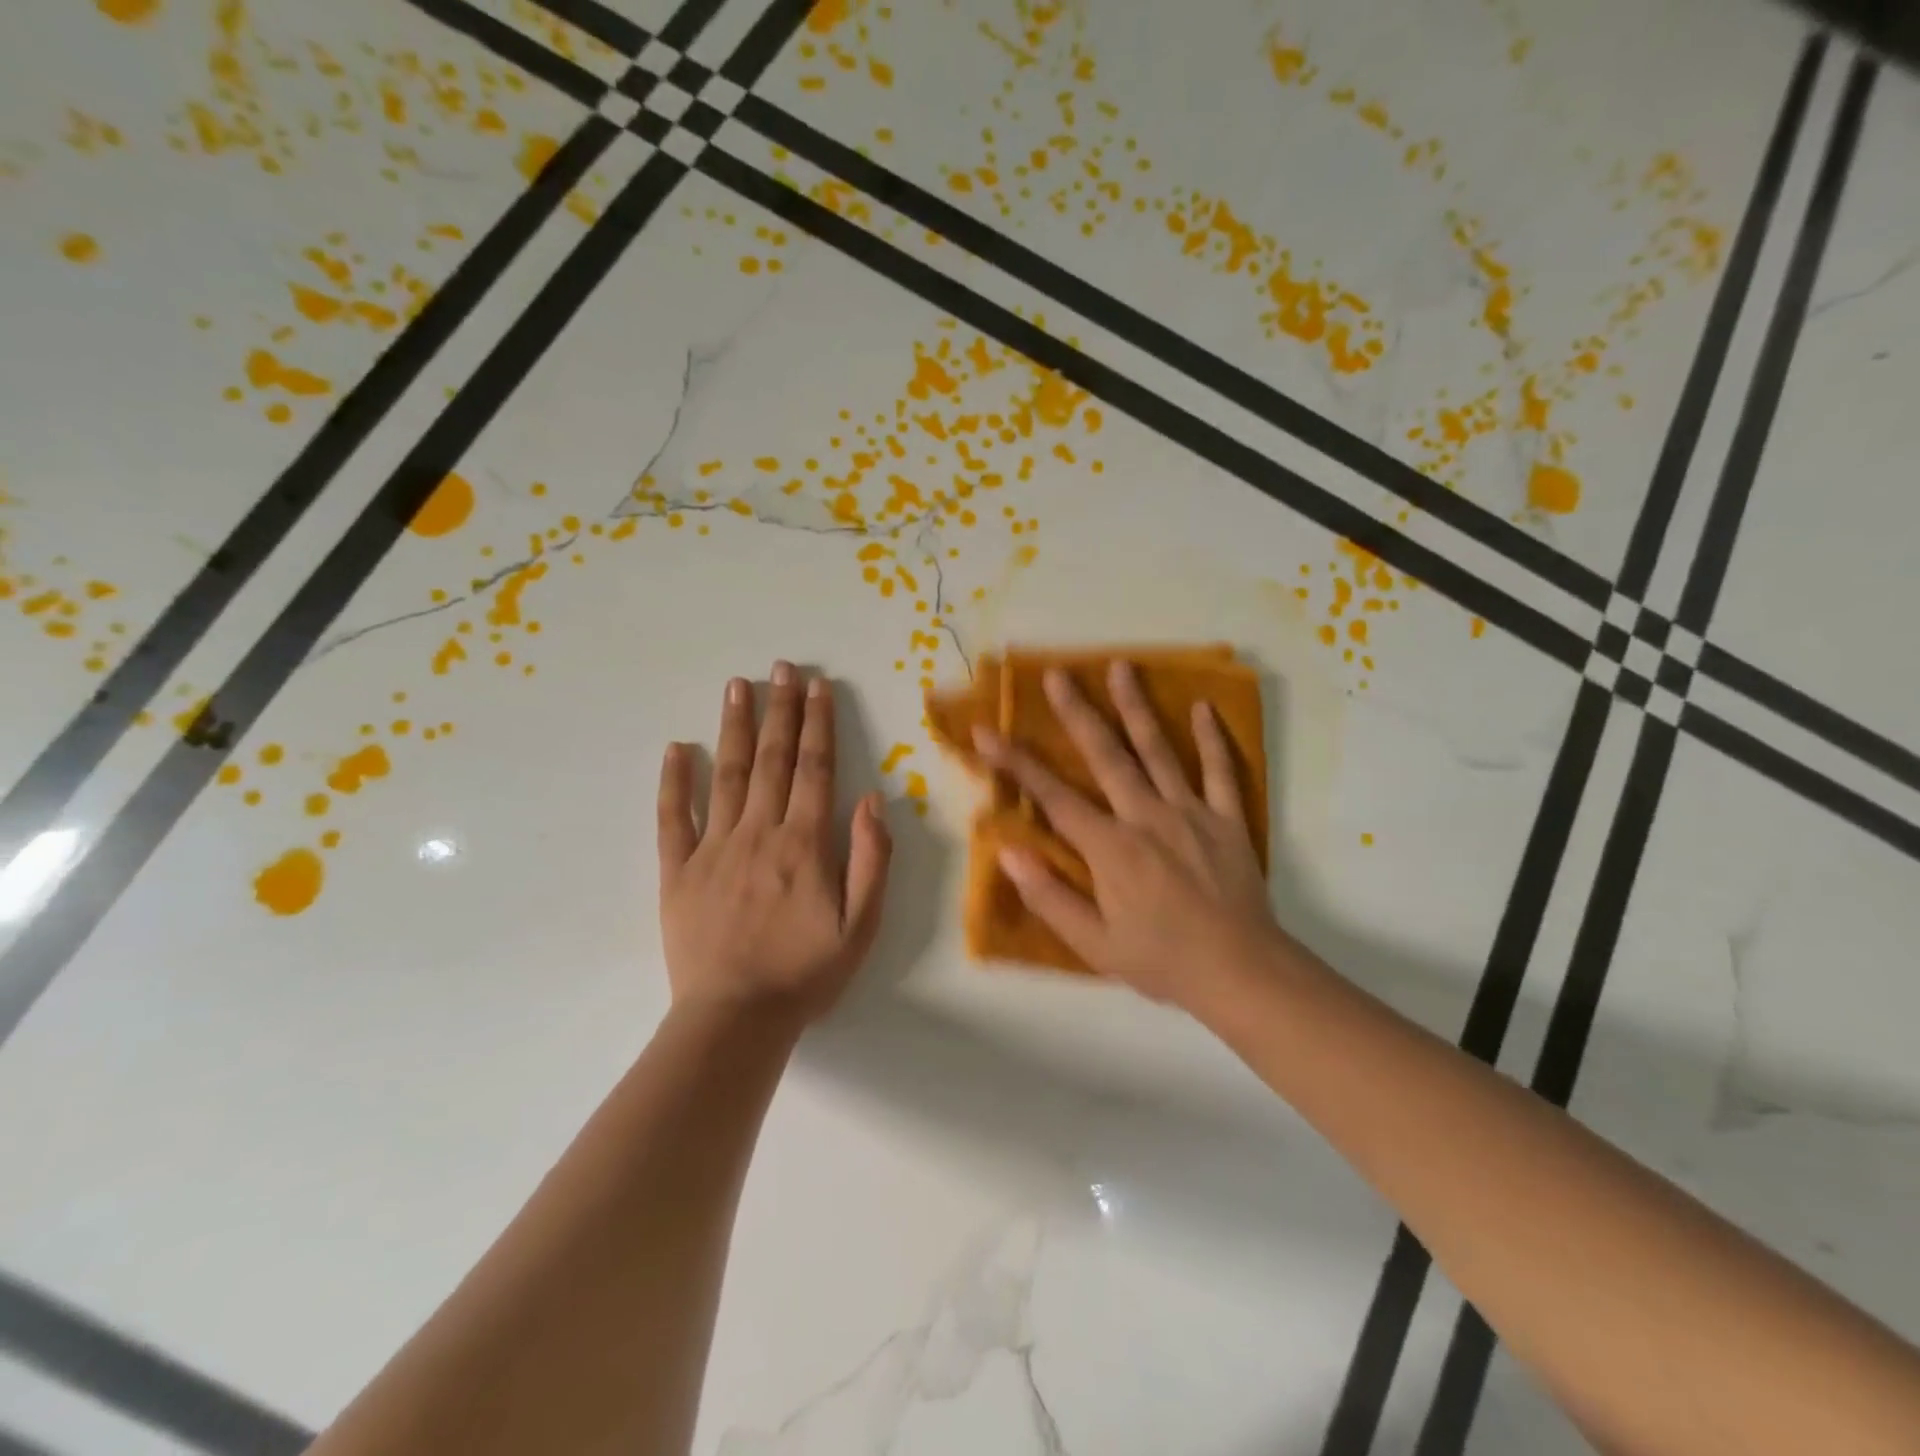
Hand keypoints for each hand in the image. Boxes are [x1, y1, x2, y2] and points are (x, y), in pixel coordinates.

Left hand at [657, 663, 891, 1023]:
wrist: (735, 1019)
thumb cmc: (806, 973)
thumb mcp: (861, 925)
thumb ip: (870, 859)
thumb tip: (870, 799)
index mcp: (804, 843)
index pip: (815, 769)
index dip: (818, 724)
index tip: (817, 686)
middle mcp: (759, 832)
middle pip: (773, 760)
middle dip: (780, 710)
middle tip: (781, 668)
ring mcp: (713, 848)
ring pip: (726, 774)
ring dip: (734, 727)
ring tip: (737, 685)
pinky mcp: (677, 870)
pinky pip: (673, 817)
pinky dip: (674, 781)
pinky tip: (675, 748)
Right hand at [974, 660, 1284, 1007]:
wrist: (1240, 973)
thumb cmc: (1161, 960)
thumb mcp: (1094, 943)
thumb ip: (1050, 896)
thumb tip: (1008, 851)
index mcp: (1110, 847)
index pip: (1053, 797)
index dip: (1016, 763)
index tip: (987, 732)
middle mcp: (1146, 816)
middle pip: (1105, 755)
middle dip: (1077, 712)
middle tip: (1058, 673)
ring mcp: (1190, 812)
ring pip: (1157, 750)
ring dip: (1136, 707)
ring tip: (1121, 667)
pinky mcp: (1226, 819)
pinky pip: (1219, 771)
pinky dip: (1211, 739)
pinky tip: (1202, 707)